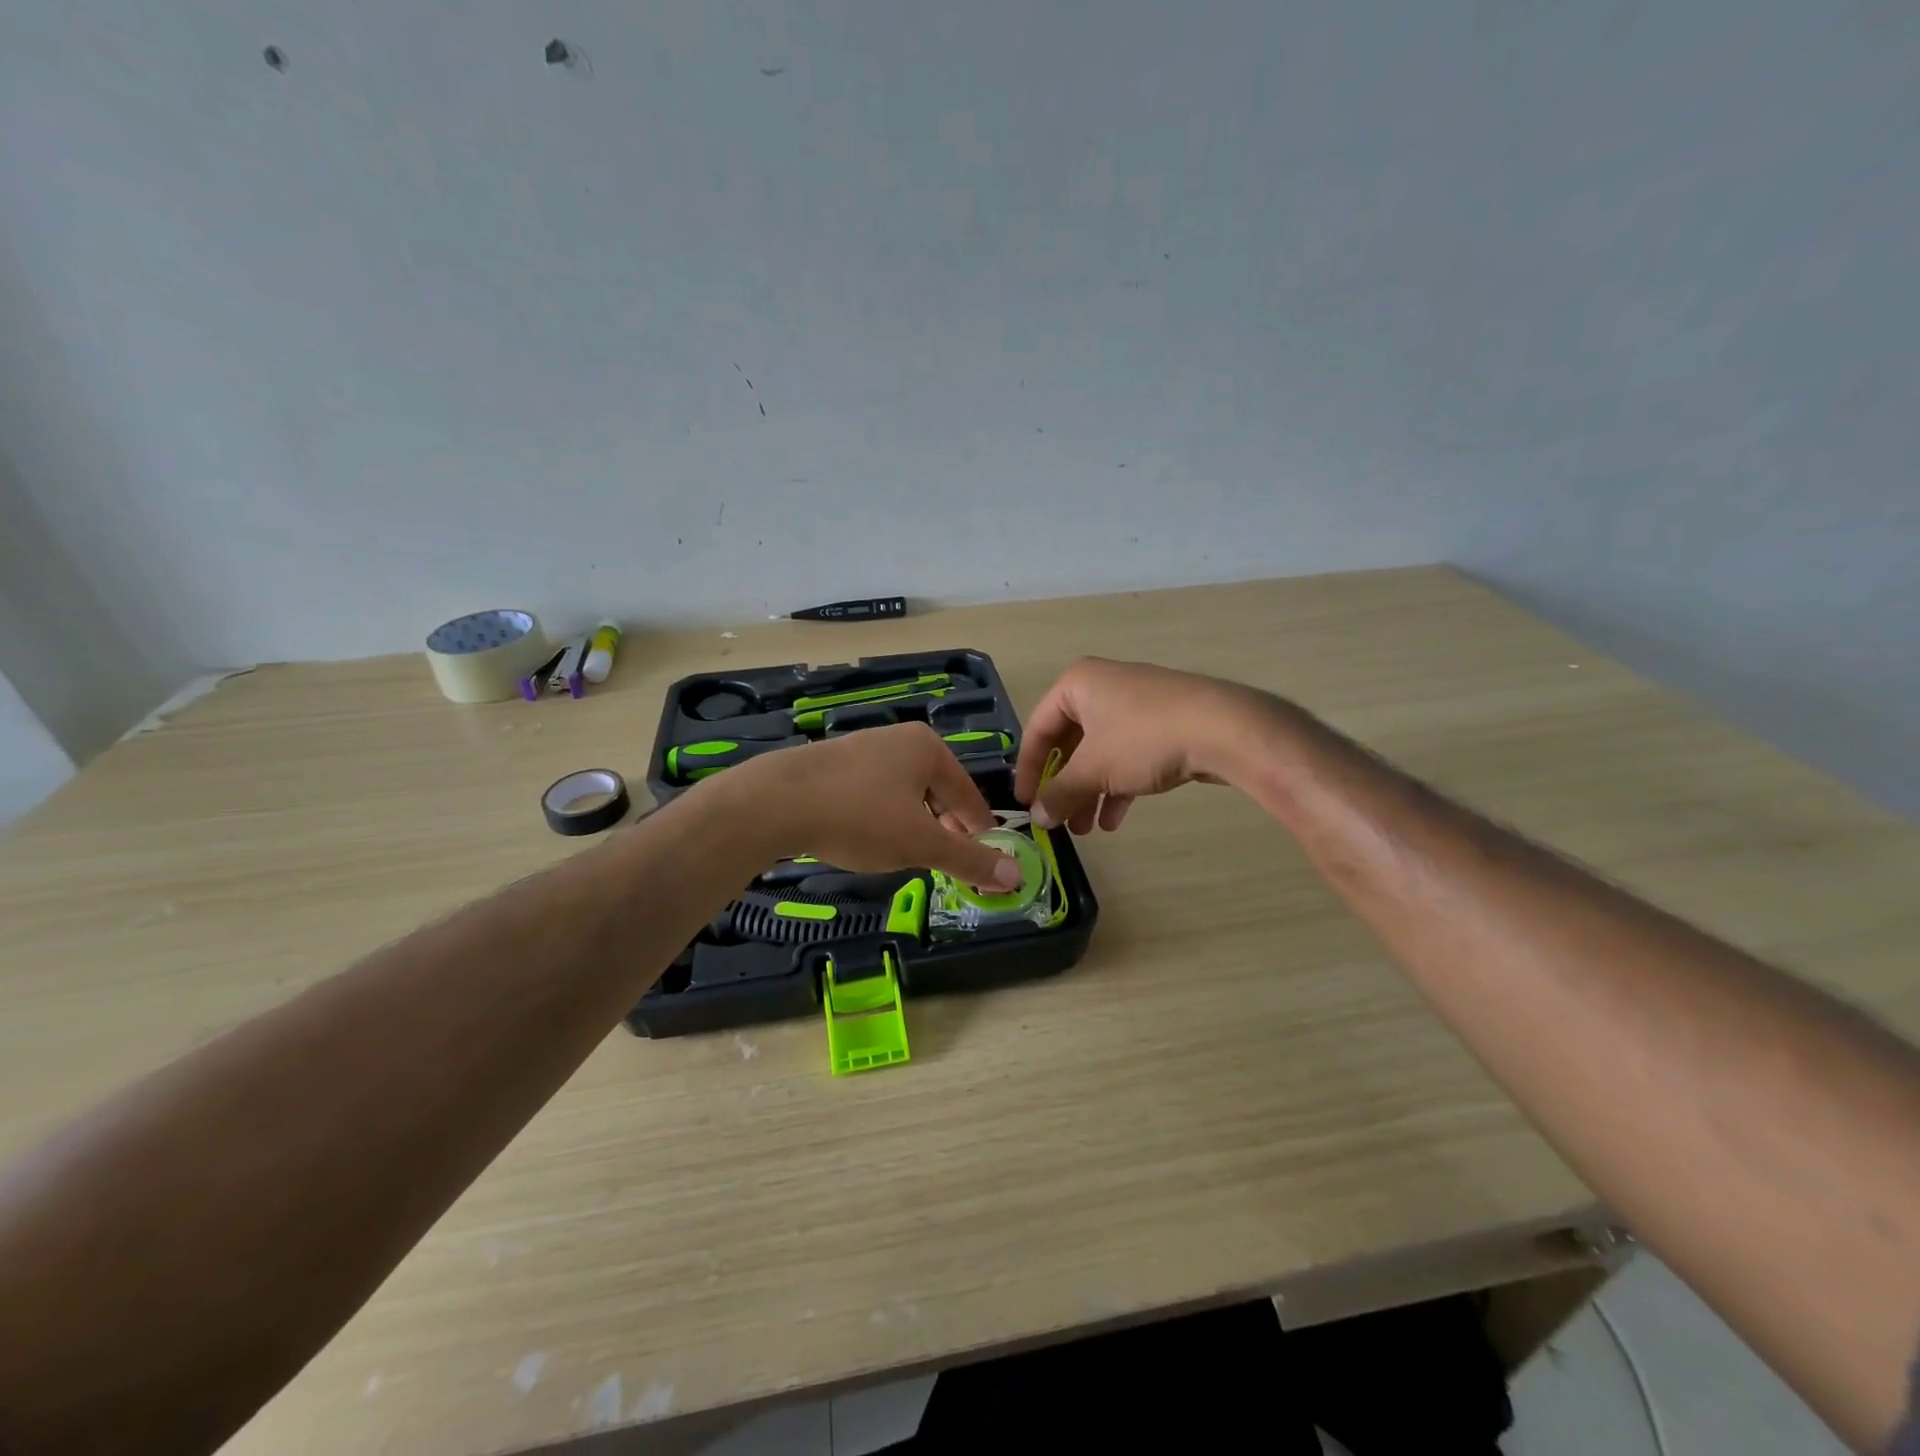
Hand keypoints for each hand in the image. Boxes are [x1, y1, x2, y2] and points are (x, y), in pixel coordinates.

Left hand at [717, 723, 1023, 888]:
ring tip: (907, 853)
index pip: (970, 795)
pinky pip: (876, 791)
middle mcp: (900, 739)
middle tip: (946, 862)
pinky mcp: (836, 762)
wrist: (775, 802)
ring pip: (906, 793)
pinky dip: (883, 815)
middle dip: (945, 828)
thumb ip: (969, 859)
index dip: (980, 832)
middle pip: (939, 792)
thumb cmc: (859, 817)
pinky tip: (869, 837)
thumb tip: (1016, 874)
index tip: (986, 863)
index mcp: (929, 749)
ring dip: (914, 824)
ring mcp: (866, 747)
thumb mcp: (920, 843)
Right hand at [1013, 658, 1283, 833]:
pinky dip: (1117, 786)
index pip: (1038, 729)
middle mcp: (1103, 688)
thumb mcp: (1093, 770)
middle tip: (1058, 820)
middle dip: (1065, 787)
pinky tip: (1115, 820)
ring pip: (1100, 753)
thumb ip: (1059, 793)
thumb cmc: (1142, 739)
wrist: (1223, 730)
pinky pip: (1128, 756)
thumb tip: (1037, 817)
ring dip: (1090, 793)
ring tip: (1087, 829)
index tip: (1026, 803)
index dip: (1029, 770)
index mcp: (1077, 684)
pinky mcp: (1163, 723)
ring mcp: (1136, 705)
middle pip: (1071, 743)